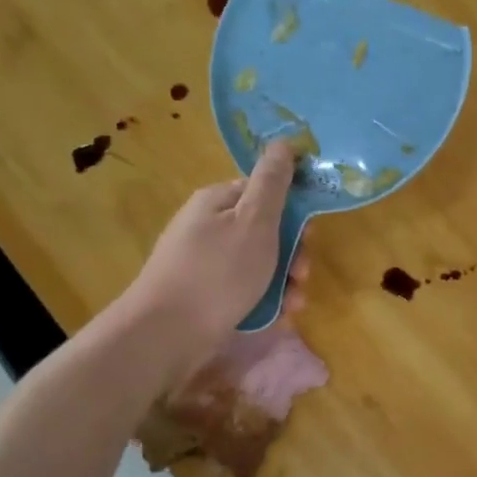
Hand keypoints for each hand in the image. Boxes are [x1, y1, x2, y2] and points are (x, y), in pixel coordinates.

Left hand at [111, 142, 298, 375]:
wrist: (166, 334)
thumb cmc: (218, 272)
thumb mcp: (254, 221)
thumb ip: (273, 183)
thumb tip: (283, 142)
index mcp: (217, 201)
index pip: (263, 191)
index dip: (292, 210)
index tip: (309, 234)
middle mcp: (208, 227)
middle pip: (264, 230)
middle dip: (292, 253)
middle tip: (302, 275)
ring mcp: (204, 262)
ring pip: (259, 263)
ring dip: (284, 281)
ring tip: (293, 303)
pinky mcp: (205, 294)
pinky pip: (244, 289)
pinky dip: (264, 300)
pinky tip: (276, 317)